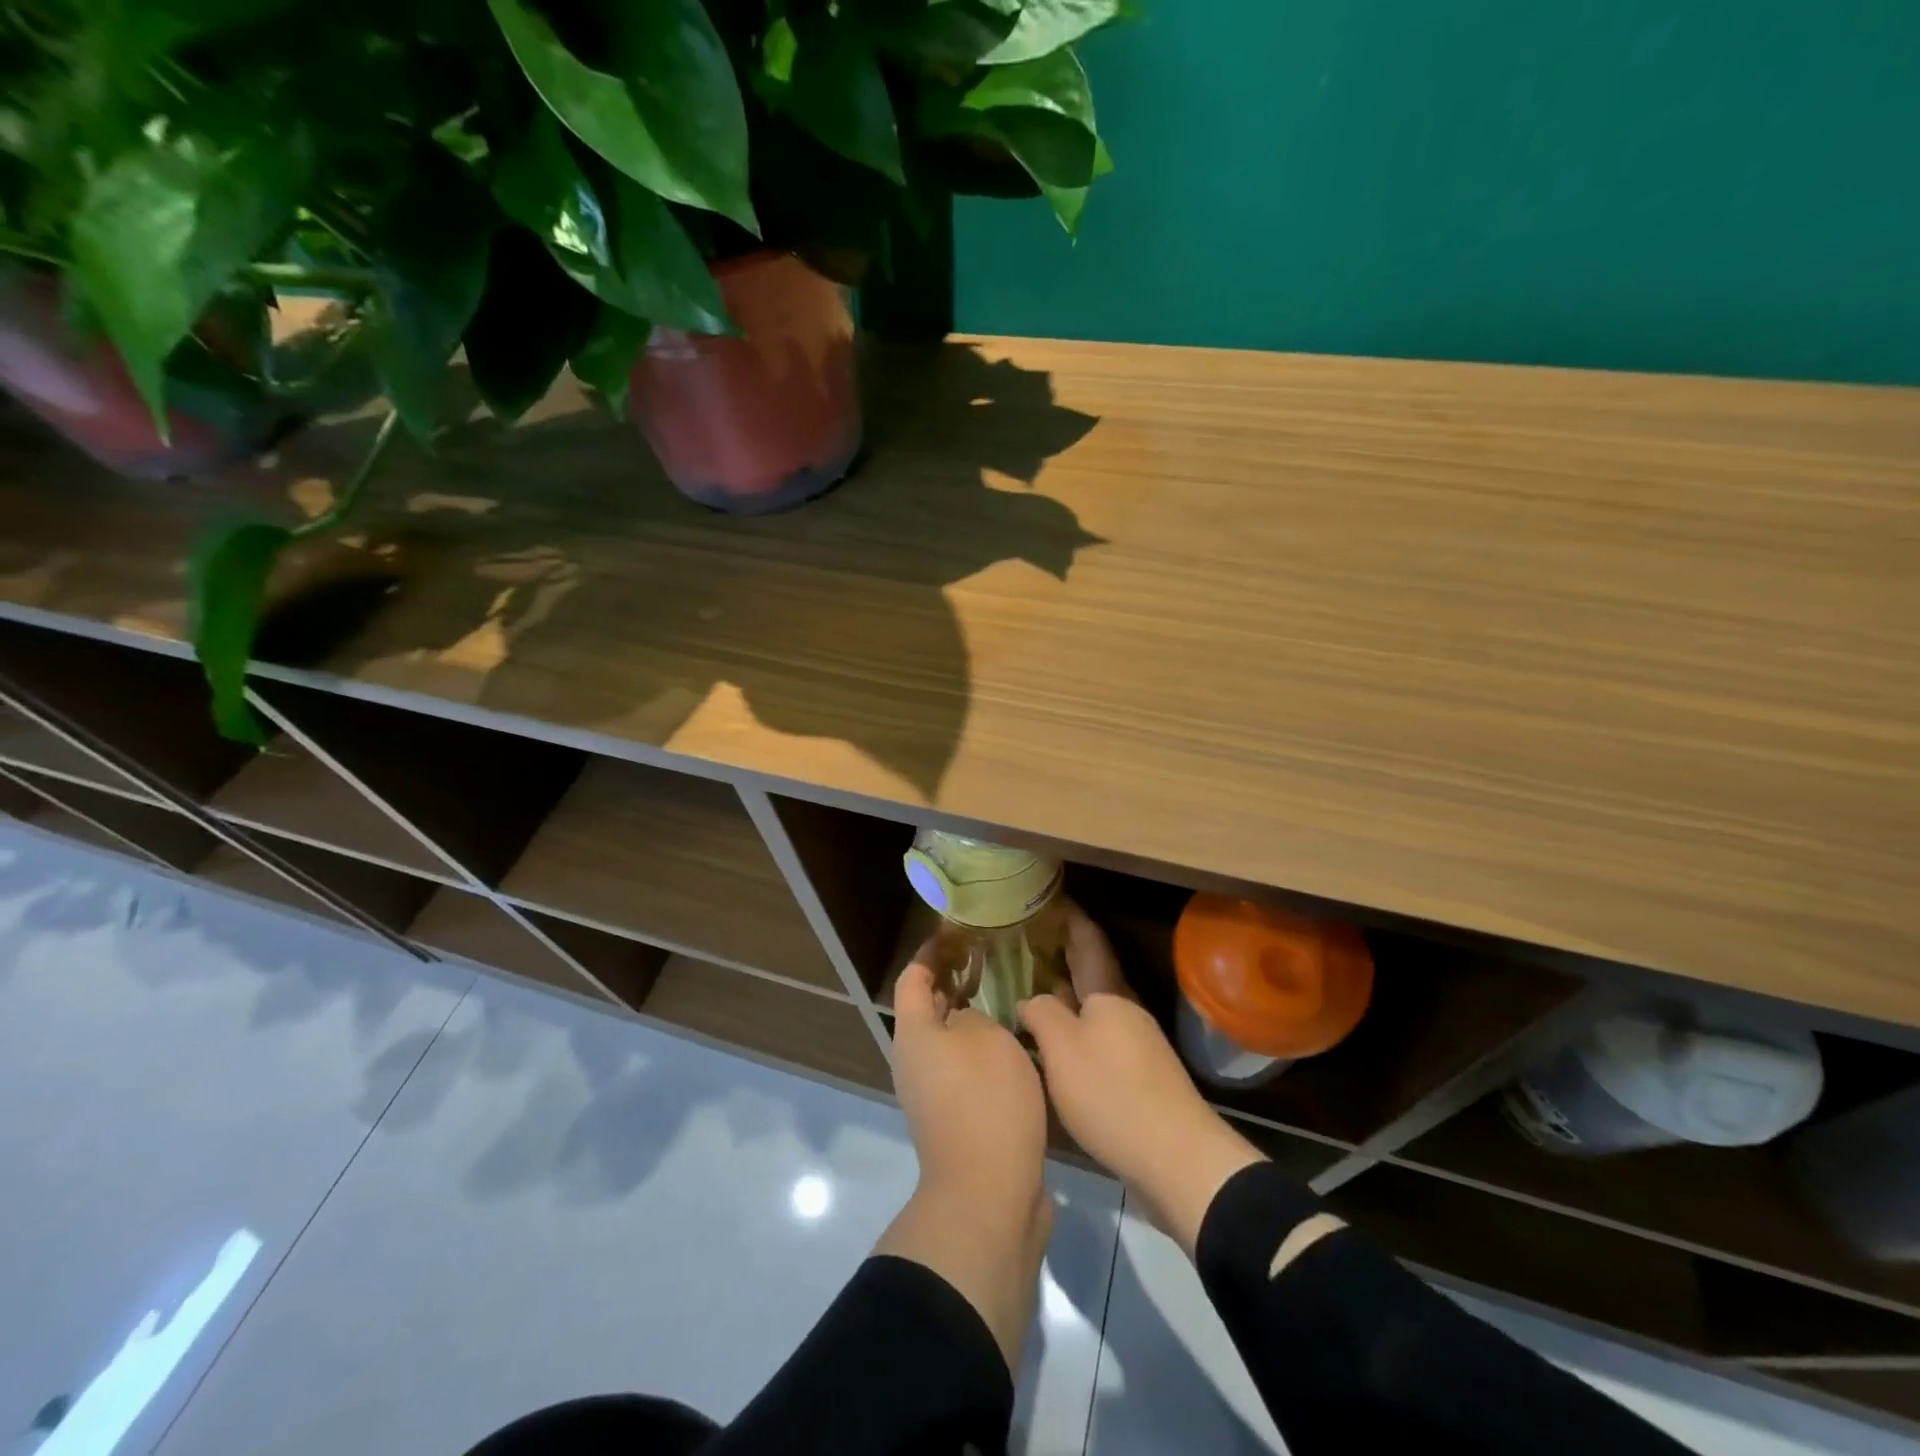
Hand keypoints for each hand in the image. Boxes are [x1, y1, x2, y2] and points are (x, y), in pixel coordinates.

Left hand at [892, 955, 1049, 1204]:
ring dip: (972, 1019)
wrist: (988, 1195)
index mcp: (914, 1034)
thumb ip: (974, 1015)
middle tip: (992, 964)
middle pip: (928, 1010)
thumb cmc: (985, 1101)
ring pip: (949, 1041)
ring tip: (1008, 1000)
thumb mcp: (986, 1038)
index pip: (913, 978)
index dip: (932, 953)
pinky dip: (983, 1051)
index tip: (958, 934)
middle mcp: (914, 1062)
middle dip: (955, 983)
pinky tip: (1016, 1047)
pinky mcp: (955, 1120)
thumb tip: (966, 1021)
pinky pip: (964, 1070)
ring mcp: (932, 1095)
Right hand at [1019, 904, 1262, 1255]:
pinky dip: (1074, 1027)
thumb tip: (1030, 1000)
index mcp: (1108, 994)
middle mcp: (1124, 1011)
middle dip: (1065, 953)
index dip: (1070, 918)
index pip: (1088, 941)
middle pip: (1092, 972)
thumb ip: (1041, 1014)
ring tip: (1033, 986)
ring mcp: (1134, 1045)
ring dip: (1067, 992)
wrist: (1176, 1160)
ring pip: (1094, 1006)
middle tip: (1030, 939)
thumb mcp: (1063, 1048)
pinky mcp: (1136, 1078)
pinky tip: (1054, 1042)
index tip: (1050, 899)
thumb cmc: (1112, 1093)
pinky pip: (1097, 1036)